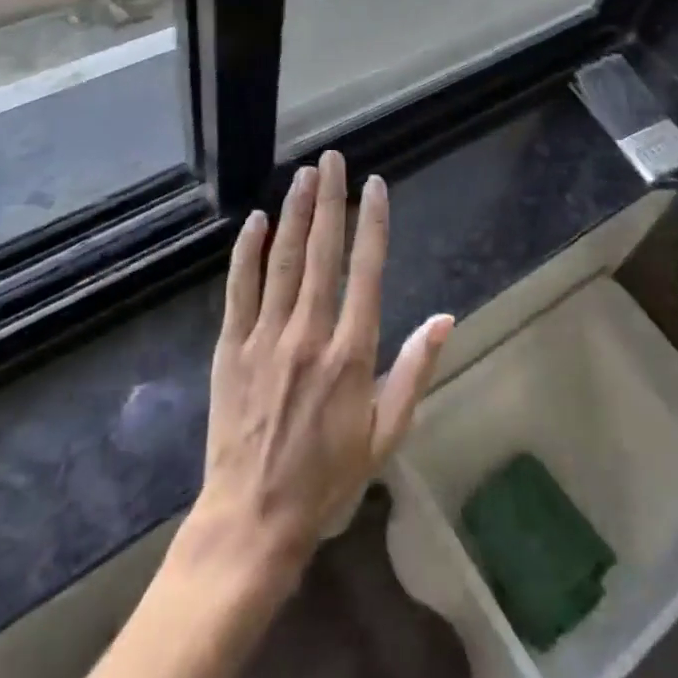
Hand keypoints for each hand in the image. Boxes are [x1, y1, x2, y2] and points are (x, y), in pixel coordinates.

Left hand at [187, 151, 452, 590]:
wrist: (253, 519)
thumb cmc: (327, 478)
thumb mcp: (385, 432)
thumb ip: (415, 370)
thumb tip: (446, 318)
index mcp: (351, 353)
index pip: (367, 271)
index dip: (373, 223)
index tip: (375, 185)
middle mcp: (309, 333)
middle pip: (322, 253)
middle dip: (329, 200)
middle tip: (333, 159)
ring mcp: (266, 337)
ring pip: (282, 261)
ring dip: (295, 214)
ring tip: (303, 174)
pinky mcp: (231, 348)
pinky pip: (240, 289)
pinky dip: (248, 252)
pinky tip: (256, 220)